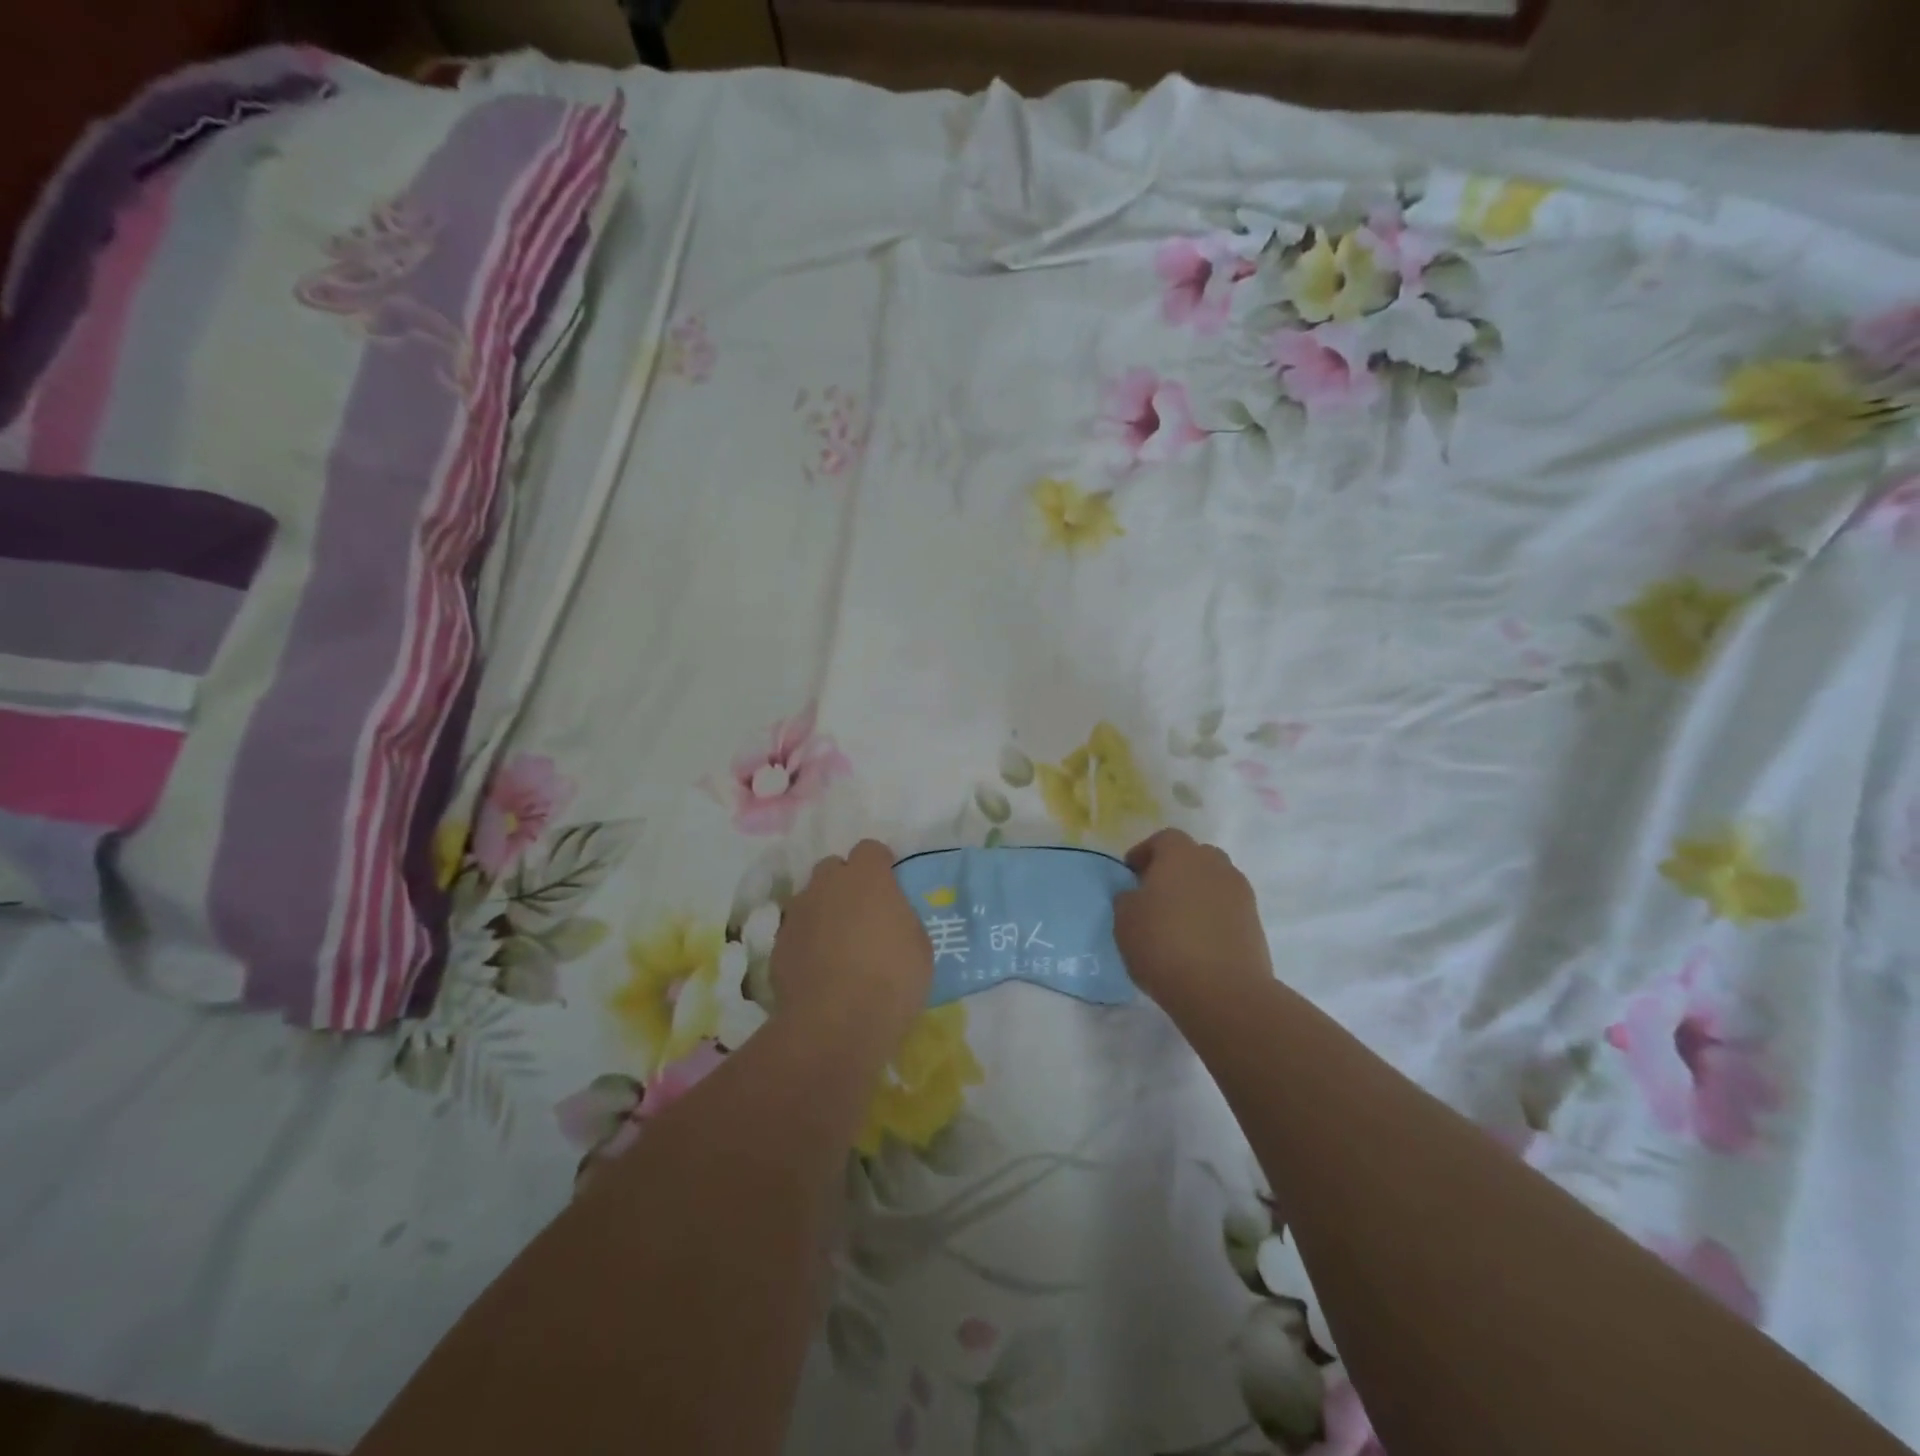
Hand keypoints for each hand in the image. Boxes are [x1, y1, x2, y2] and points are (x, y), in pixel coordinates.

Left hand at [770, 840, 932, 1048]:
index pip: (870, 849)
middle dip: (845, 883)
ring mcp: (798, 913)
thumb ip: (900, 918)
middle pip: (833, 868)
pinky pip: (796, 930)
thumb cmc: (891, 979)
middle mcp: (827, 884)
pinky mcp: (778, 944)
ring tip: (838, 945)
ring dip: (824, 911)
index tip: (889, 885)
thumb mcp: (919, 945)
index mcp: (867, 877)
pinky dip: (807, 941)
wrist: (835, 1024)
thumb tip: (889, 917)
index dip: (880, 865)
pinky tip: (819, 969)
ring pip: (811, 898)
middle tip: (862, 913)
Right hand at [1114, 829, 1272, 1018]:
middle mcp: (1216, 866)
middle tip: (1156, 894)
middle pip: (1195, 856)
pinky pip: (1228, 910)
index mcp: (1181, 855)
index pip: (1164, 839)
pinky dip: (1213, 917)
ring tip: (1178, 921)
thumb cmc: (1163, 945)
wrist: (1222, 991)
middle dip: (1175, 870)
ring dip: (1197, 894)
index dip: (1146, 853)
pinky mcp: (1255, 924)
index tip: (1131, 874)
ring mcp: (1241, 895)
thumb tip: (1137, 895)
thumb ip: (1128, 899)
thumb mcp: (1125, 920)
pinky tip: (1198, 942)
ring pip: (1214, 883)